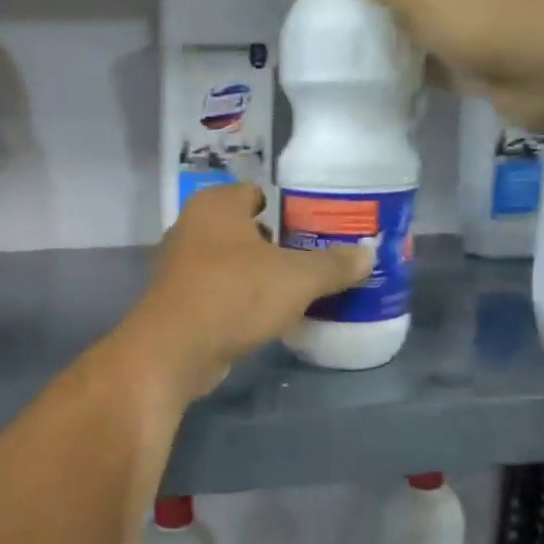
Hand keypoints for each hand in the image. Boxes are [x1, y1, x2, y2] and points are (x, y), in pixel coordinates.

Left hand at [123, 183, 371, 400]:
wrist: (174, 350)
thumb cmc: (235, 294)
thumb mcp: (297, 278)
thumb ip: (333, 265)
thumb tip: (369, 254)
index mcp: (216, 205)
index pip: (257, 193)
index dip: (288, 209)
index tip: (317, 230)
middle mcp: (191, 226)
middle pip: (245, 229)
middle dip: (277, 244)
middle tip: (314, 261)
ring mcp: (179, 264)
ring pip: (230, 262)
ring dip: (258, 274)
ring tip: (297, 290)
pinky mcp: (177, 300)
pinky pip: (218, 290)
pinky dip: (239, 299)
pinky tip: (266, 316)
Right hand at [348, 0, 543, 132]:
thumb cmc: (497, 13)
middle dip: (398, 5)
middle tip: (362, 32)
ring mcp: (508, 8)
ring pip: (444, 20)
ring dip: (415, 38)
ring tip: (374, 57)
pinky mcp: (508, 51)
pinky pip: (458, 53)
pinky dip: (434, 64)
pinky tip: (401, 78)